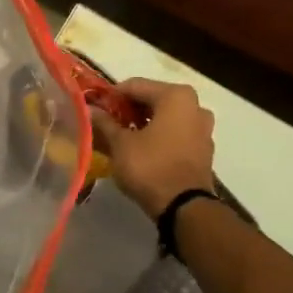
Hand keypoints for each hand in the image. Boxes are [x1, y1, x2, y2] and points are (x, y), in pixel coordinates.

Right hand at [91, 78, 217, 217]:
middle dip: (127, 110)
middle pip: (152, 99)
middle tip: (106, 123)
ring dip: (142, 123)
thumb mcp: (120, 144)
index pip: (134, 86)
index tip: (94, 108)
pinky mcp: (203, 148)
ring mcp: (202, 128)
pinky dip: (157, 136)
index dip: (111, 96)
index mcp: (175, 96)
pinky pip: (175, 133)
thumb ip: (104, 123)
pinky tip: (140, 149)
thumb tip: (89, 110)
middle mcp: (194, 105)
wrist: (184, 206)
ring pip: (164, 117)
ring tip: (121, 137)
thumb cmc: (150, 167)